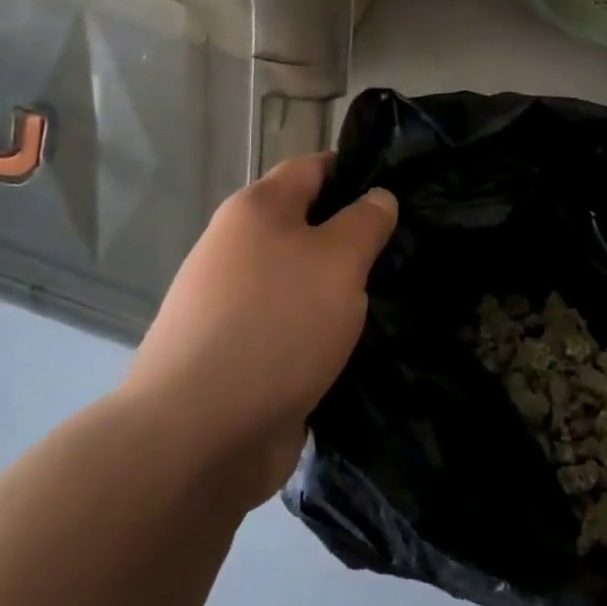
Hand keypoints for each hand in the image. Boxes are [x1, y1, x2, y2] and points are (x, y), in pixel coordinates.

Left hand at [122, 154, 396, 502]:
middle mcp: (238, 249)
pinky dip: (324, 331)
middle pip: (309, 226)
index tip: (404, 191)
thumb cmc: (275, 326)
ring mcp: (234, 305)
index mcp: (256, 211)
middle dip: (356, 238)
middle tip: (409, 250)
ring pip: (304, 280)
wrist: (196, 437)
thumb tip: (378, 197)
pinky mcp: (240, 354)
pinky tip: (362, 344)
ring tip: (396, 297)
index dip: (359, 173)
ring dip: (343, 290)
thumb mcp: (338, 260)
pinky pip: (295, 326)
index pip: (315, 168)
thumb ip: (365, 222)